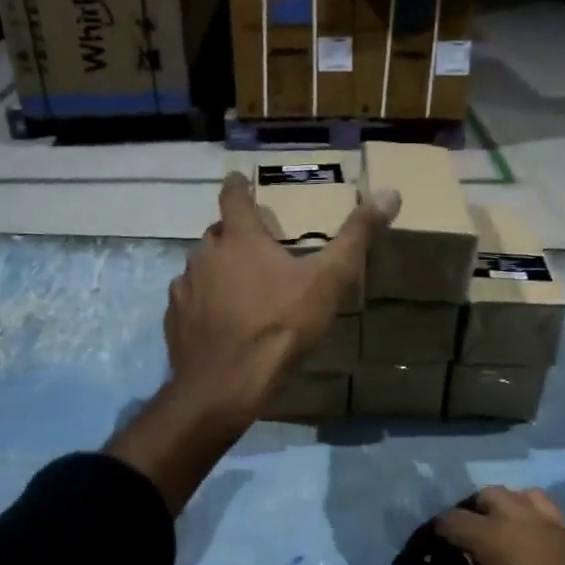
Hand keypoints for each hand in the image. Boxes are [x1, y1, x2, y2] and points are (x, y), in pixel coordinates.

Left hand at [165, 171, 397, 417]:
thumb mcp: (328, 280)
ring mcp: (185, 287)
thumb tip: (390, 193)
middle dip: (234, 235)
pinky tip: (218, 320)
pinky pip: (188, 300)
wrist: (228, 383)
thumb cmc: (280, 325)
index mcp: (239, 238)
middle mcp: (205, 254)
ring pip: (201, 267)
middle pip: (217, 234)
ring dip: (218, 270)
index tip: (240, 181)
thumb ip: (356, 237)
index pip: (233, 197)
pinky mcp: (175, 319)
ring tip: (238, 287)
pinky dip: (202, 302)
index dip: (238, 186)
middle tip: (255, 247)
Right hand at [433, 488, 564, 564]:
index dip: (427, 538)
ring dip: (505, 514)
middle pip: (491, 496)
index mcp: (501, 540)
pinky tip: (538, 563)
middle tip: (452, 551)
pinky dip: (543, 533)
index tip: (418, 561)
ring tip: (492, 548)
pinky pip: (563, 527)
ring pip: (531, 501)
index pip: (450, 520)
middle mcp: (536, 525)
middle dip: (465, 515)